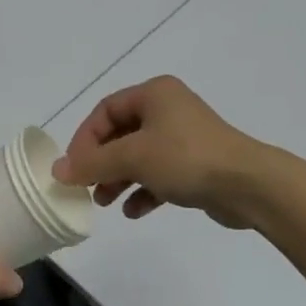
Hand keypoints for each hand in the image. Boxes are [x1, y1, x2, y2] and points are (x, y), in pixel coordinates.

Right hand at [51, 76, 269, 228]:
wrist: (248, 185)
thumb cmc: (186, 158)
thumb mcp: (133, 157)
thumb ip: (93, 163)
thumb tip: (57, 170)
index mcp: (154, 94)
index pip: (106, 110)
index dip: (85, 138)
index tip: (74, 168)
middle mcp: (168, 109)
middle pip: (121, 134)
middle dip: (101, 162)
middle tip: (86, 187)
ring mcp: (184, 137)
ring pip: (139, 156)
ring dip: (119, 178)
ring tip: (104, 202)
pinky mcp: (196, 164)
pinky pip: (160, 174)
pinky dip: (144, 190)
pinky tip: (134, 211)